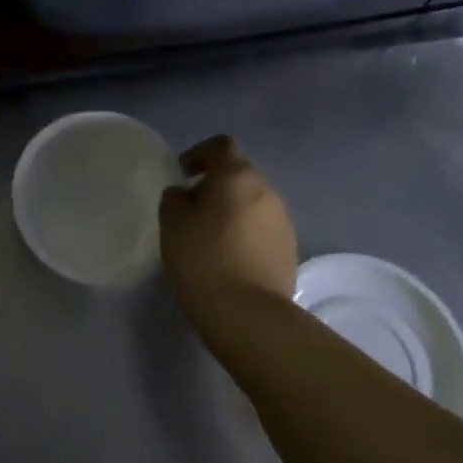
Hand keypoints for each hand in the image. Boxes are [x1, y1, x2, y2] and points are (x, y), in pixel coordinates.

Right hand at [159, 135, 297, 328]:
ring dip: (233, 210)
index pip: (221, 146)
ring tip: (211, 236)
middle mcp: (267, 190)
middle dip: (217, 185)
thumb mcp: (172, 222)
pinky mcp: (290, 250)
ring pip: (253, 202)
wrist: (248, 316)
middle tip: (193, 208)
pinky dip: (246, 234)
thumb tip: (185, 195)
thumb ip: (175, 198)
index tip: (184, 173)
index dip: (200, 153)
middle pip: (239, 174)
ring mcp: (283, 221)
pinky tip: (230, 257)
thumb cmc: (204, 258)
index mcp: (238, 175)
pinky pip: (263, 229)